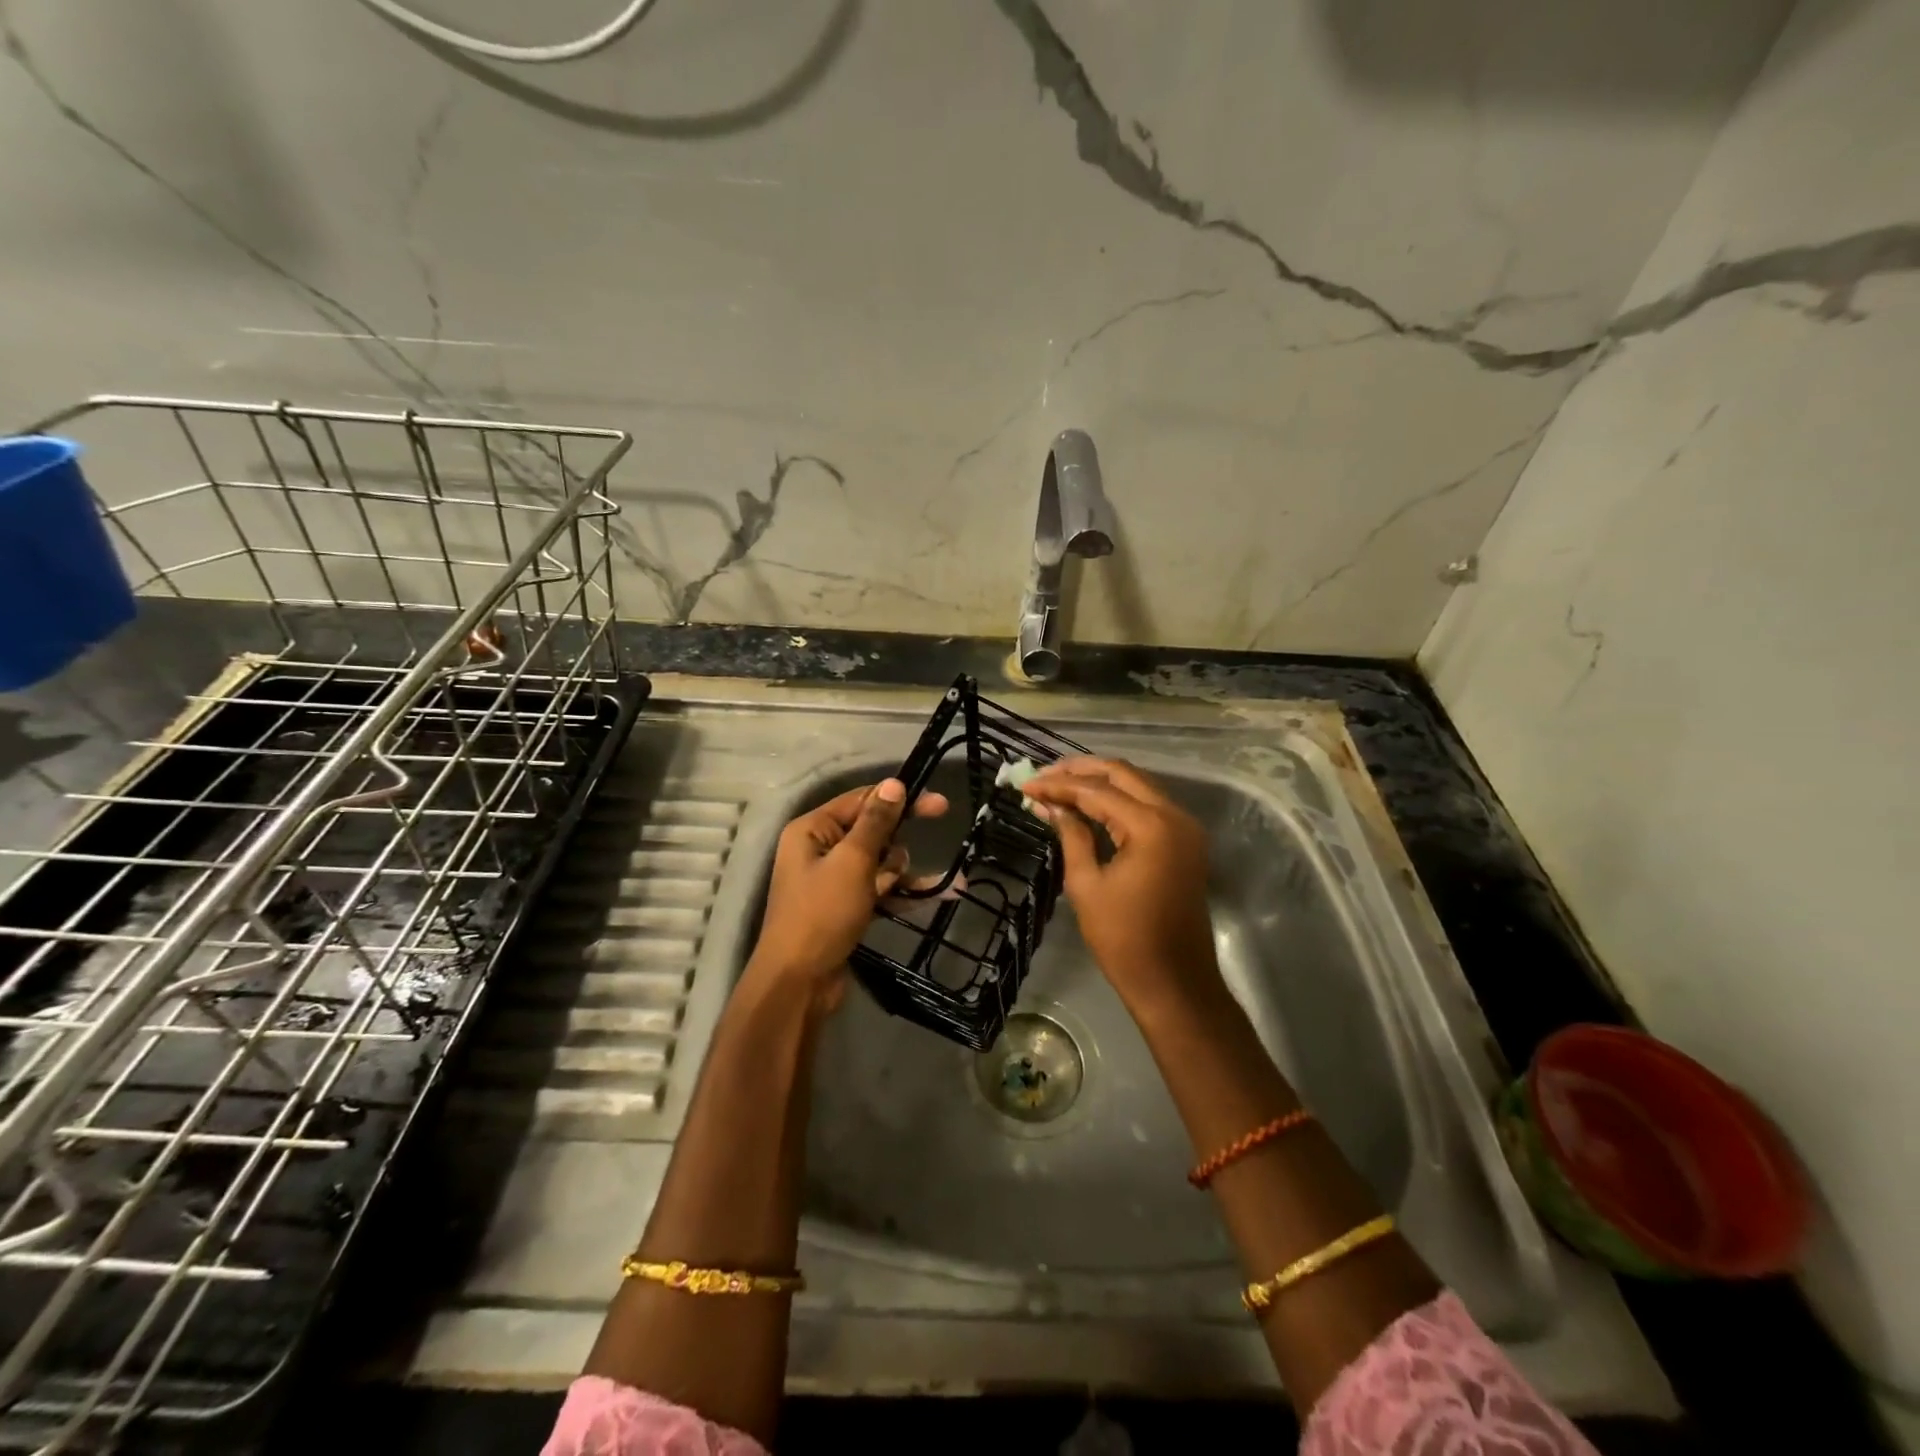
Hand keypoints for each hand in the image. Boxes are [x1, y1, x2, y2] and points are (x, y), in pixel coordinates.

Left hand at [749, 779, 948, 1009]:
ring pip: (878, 862)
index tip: (938, 804)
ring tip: (926, 885)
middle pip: (871, 831)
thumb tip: (894, 784)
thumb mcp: (853, 862)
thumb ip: (875, 822)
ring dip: (902, 870)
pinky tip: (937, 895)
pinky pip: (878, 889)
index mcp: (812, 830)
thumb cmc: (822, 913)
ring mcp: (832, 881)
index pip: (861, 801)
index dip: (899, 799)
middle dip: (899, 840)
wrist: (799, 983)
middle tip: (938, 826)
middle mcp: (819, 850)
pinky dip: (901, 892)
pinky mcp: (844, 907)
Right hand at [1023, 757, 1217, 1010]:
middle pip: (1123, 774)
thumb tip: (1051, 806)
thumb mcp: (1087, 885)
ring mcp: (1185, 829)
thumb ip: (1071, 835)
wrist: (1174, 983)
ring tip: (1060, 786)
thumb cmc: (1124, 939)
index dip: (1059, 785)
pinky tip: (1089, 805)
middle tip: (1044, 776)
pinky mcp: (1185, 843)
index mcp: (1151, 826)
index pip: (1098, 790)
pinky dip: (1119, 801)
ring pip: (1138, 786)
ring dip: (1100, 783)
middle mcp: (1175, 816)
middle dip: (1081, 771)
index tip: (1026, 784)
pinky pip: (1149, 807)